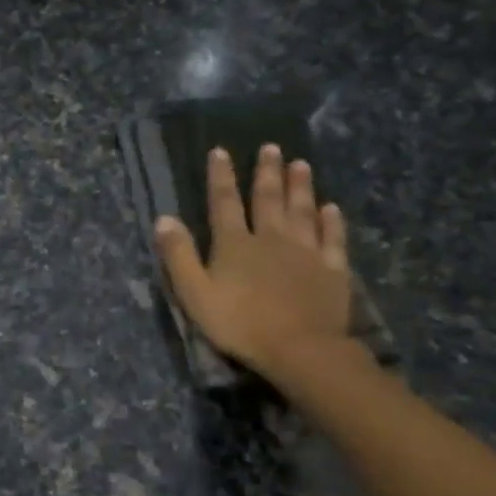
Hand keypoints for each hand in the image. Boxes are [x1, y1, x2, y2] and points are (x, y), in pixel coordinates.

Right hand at [155, 143, 350, 379]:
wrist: (299, 348)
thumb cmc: (239, 323)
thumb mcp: (194, 293)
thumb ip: (178, 255)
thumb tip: (163, 218)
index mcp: (235, 244)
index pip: (224, 202)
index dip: (221, 176)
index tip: (221, 151)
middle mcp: (271, 238)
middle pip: (268, 199)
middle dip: (267, 172)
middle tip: (272, 147)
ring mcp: (306, 252)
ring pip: (302, 211)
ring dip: (300, 187)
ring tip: (301, 164)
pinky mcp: (332, 269)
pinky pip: (332, 239)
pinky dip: (332, 222)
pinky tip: (332, 209)